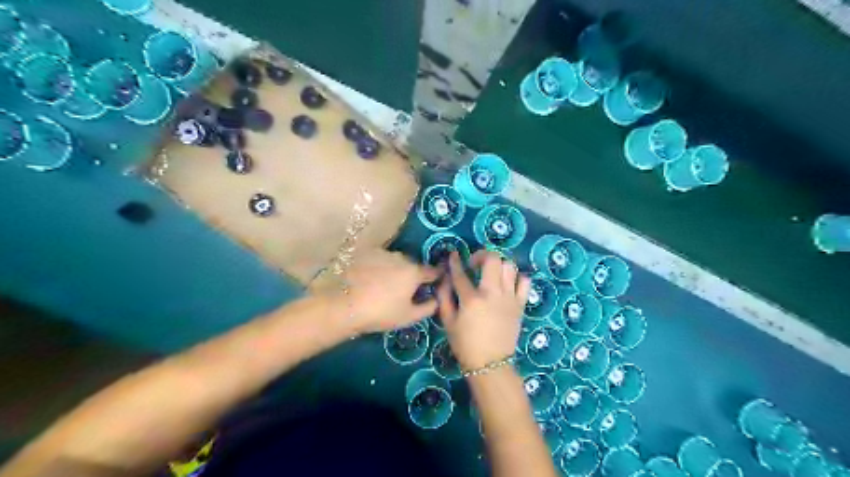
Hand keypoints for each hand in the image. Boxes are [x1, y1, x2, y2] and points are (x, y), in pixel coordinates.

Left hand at [343, 248, 441, 333]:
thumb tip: (437, 299)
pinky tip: (371, 279)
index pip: (433, 271)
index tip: (436, 283)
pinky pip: (380, 259)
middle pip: (413, 265)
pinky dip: (380, 266)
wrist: (345, 305)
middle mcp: (401, 257)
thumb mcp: (409, 317)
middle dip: (413, 275)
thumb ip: (429, 307)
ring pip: (396, 261)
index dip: (436, 277)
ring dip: (396, 269)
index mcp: (414, 272)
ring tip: (385, 285)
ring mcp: (382, 253)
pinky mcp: (366, 253)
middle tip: (405, 290)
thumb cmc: (381, 313)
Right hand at [439, 252, 529, 370]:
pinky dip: (517, 278)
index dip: (455, 261)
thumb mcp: (448, 322)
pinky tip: (508, 284)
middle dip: (481, 255)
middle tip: (475, 264)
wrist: (490, 363)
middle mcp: (492, 293)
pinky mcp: (520, 304)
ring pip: (509, 266)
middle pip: (492, 259)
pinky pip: (525, 282)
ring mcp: (510, 298)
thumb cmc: (465, 344)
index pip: (461, 273)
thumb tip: (445, 279)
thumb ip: (444, 297)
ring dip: (499, 265)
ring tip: (492, 273)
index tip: (453, 255)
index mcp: (472, 299)